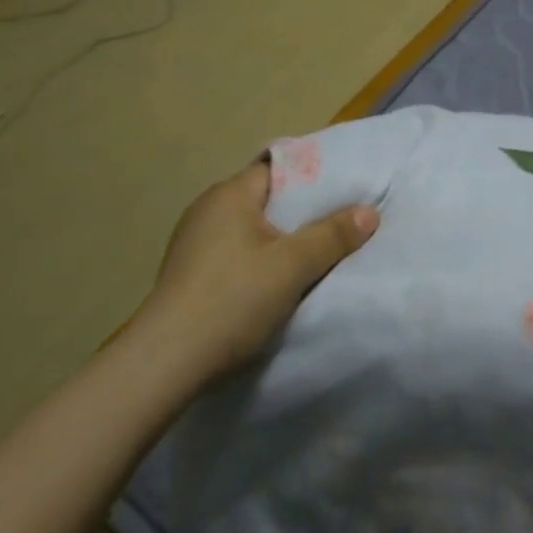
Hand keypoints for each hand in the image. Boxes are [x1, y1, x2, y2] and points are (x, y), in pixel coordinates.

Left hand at [127, 159, 378, 391]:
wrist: (163, 365)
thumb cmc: (232, 300)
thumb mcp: (293, 266)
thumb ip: (333, 235)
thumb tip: (369, 212)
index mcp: (230, 193)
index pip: (279, 167)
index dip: (313, 175)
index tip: (343, 189)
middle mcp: (208, 207)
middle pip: (266, 197)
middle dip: (300, 210)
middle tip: (337, 222)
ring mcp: (193, 241)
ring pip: (250, 227)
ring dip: (278, 238)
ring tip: (313, 252)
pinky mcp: (187, 272)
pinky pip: (234, 251)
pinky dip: (257, 258)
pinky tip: (274, 280)